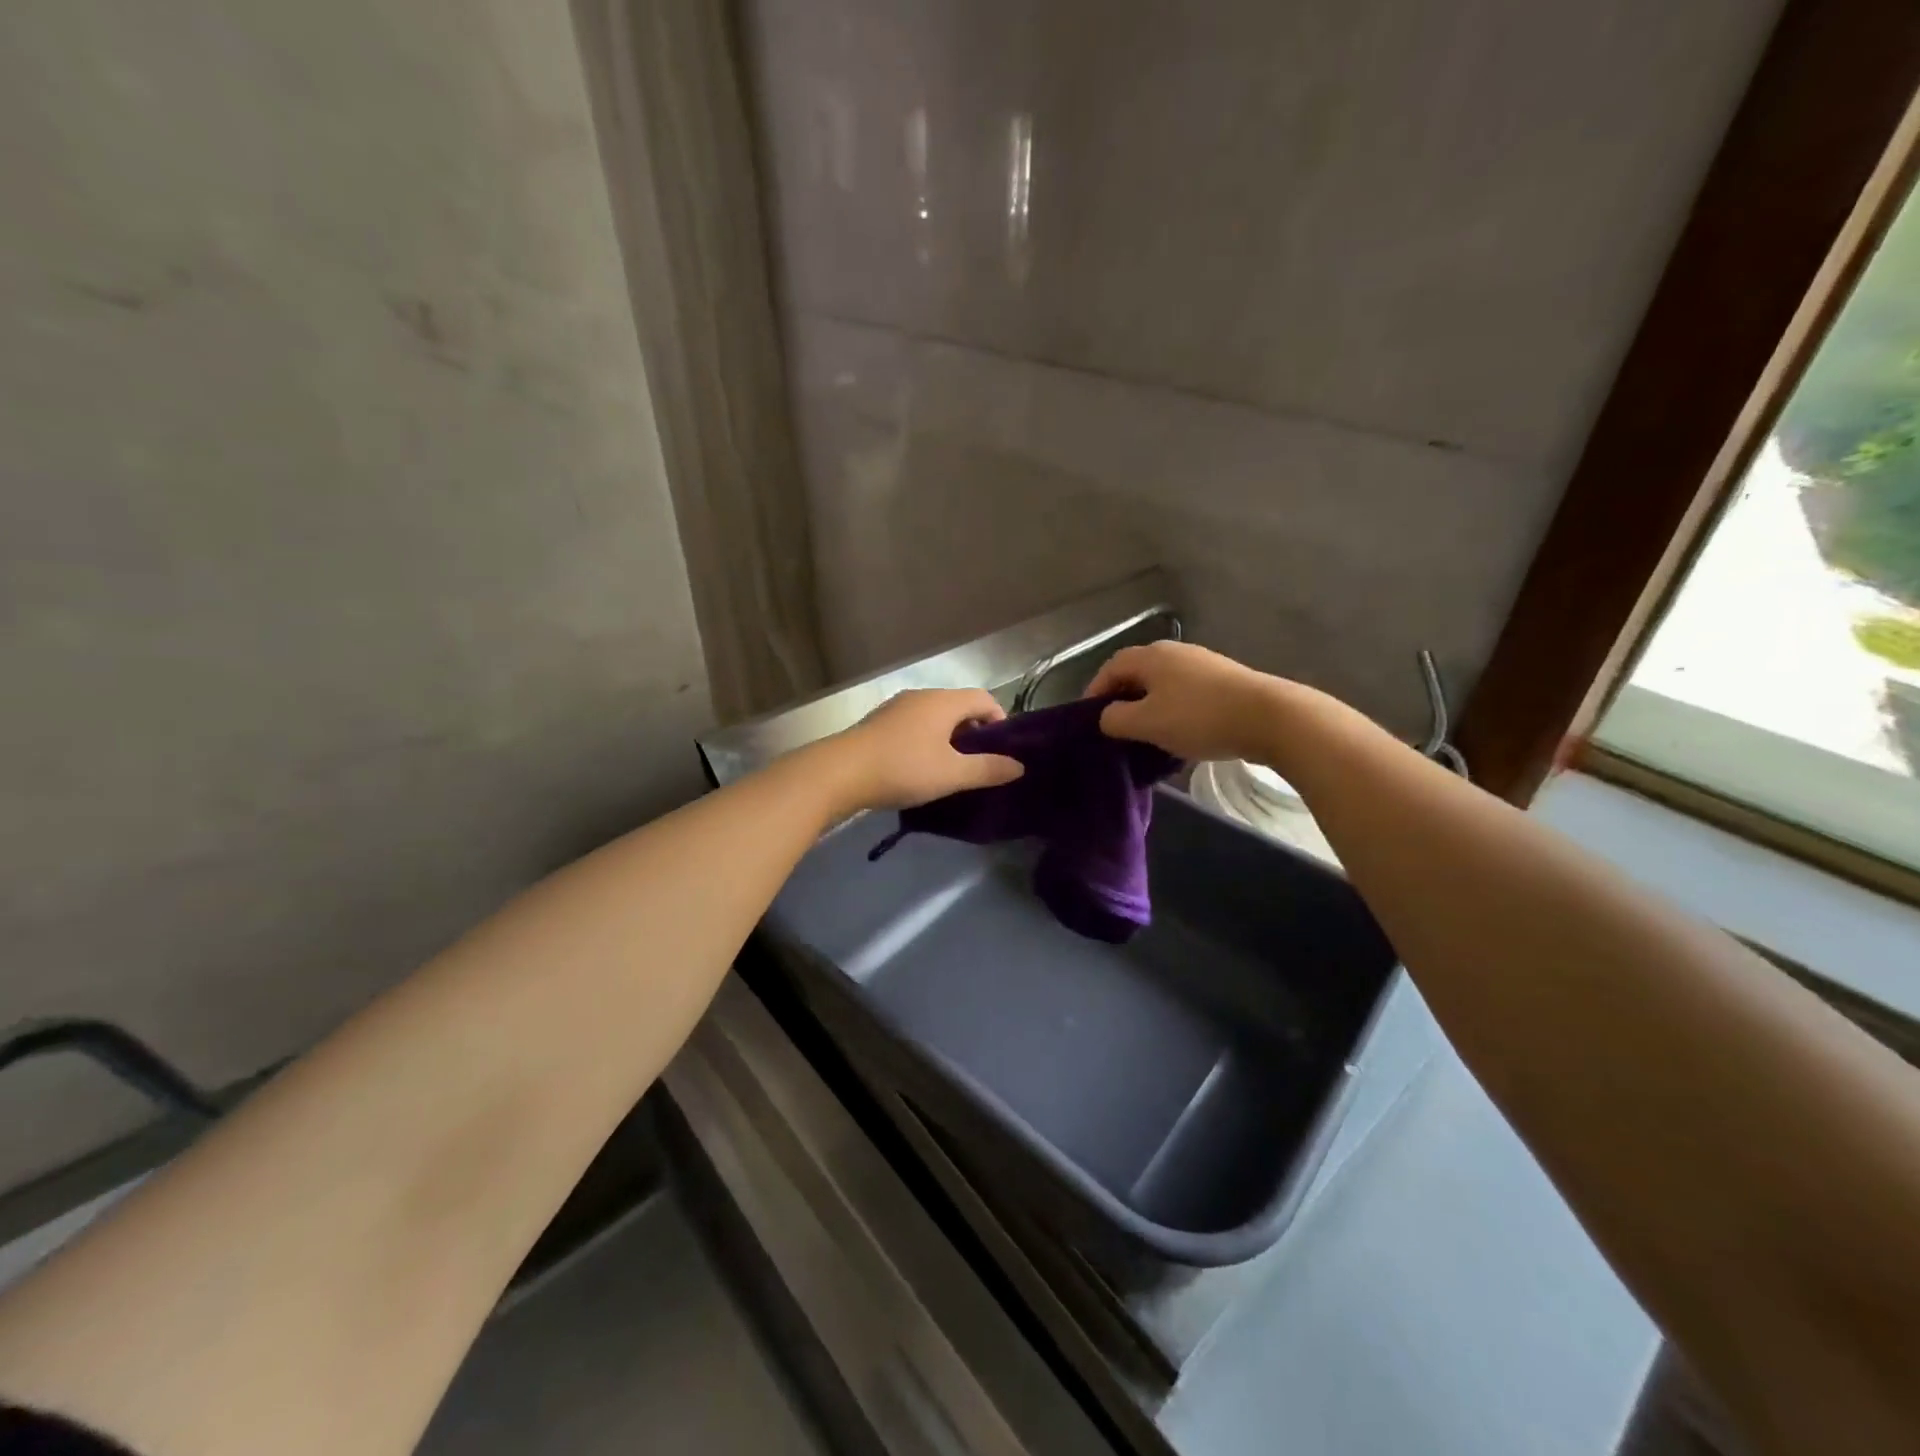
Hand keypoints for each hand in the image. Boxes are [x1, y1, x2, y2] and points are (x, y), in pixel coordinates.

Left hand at [817, 688, 1023, 812]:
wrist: (839, 773)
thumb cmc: (903, 768)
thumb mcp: (951, 774)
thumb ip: (987, 769)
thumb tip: (1019, 766)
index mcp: (943, 701)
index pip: (983, 698)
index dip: (999, 720)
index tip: (1002, 749)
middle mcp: (921, 696)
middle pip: (958, 705)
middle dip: (974, 731)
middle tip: (979, 762)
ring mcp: (896, 707)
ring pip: (934, 716)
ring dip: (948, 737)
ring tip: (951, 767)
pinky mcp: (878, 723)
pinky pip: (913, 725)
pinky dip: (925, 740)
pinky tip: (919, 766)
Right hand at [1085, 641, 1286, 762]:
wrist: (1269, 718)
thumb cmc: (1198, 718)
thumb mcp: (1147, 723)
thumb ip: (1116, 719)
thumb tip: (1107, 716)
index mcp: (1151, 656)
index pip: (1111, 668)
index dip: (1095, 691)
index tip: (1088, 719)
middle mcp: (1175, 652)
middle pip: (1138, 674)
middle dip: (1123, 700)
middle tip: (1116, 729)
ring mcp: (1203, 665)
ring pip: (1163, 686)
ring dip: (1150, 708)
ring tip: (1146, 736)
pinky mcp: (1224, 681)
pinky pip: (1186, 695)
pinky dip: (1174, 712)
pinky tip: (1180, 736)